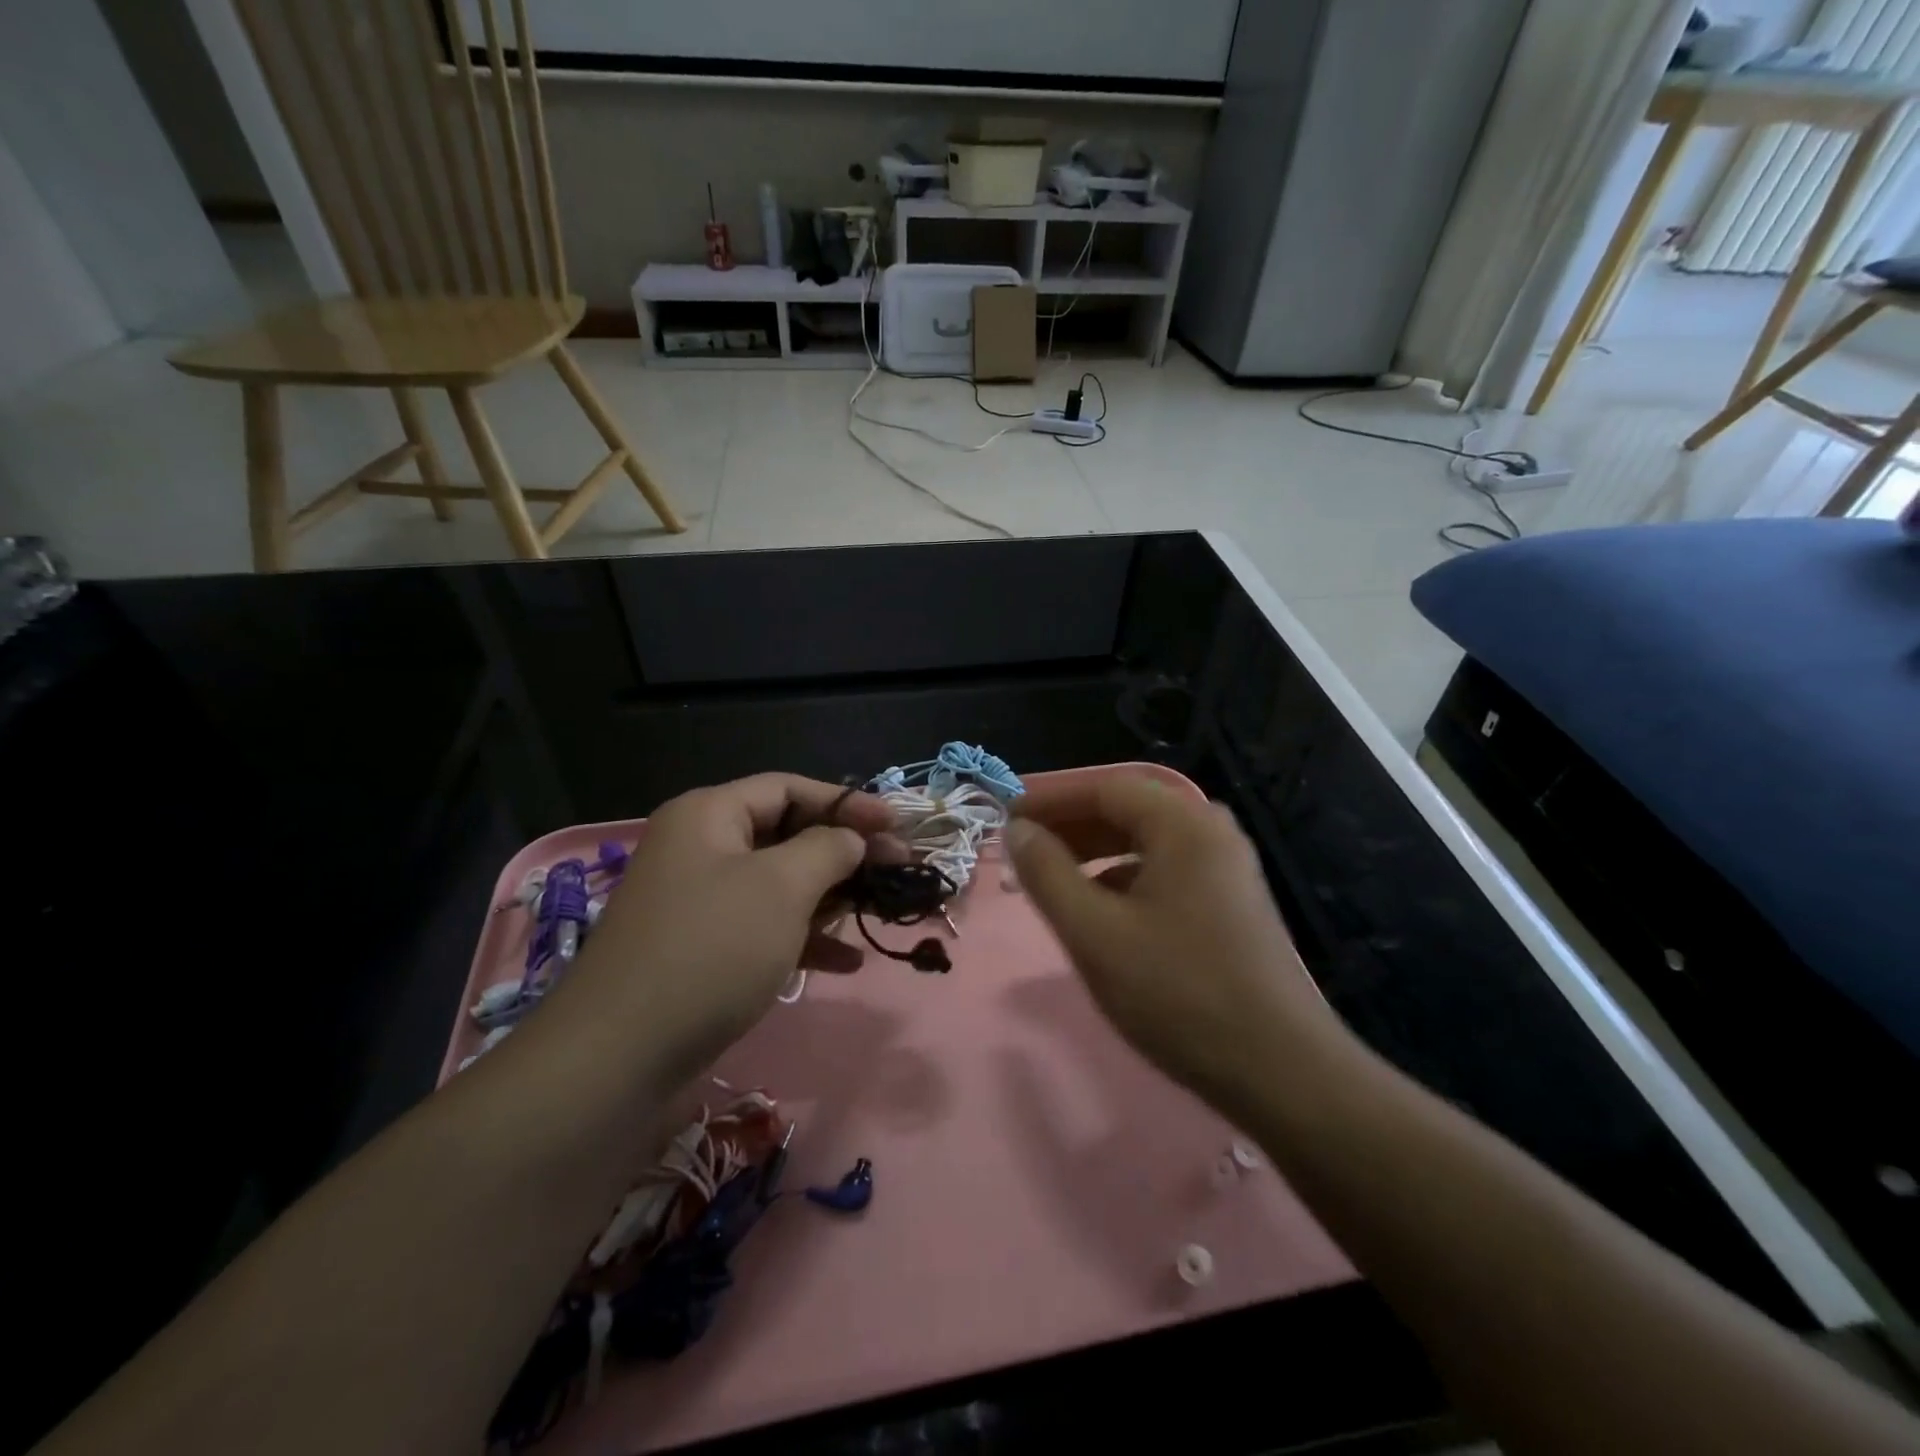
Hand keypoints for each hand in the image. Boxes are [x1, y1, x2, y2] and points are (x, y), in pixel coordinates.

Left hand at [548, 774, 896, 1089]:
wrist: (619, 1058)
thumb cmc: (710, 949)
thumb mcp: (781, 887)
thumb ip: (828, 849)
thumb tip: (852, 839)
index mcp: (709, 815)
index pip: (789, 788)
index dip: (847, 802)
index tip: (897, 825)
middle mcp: (701, 849)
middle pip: (787, 835)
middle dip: (845, 853)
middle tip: (898, 869)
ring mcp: (700, 902)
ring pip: (781, 885)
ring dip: (832, 898)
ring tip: (880, 913)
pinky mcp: (704, 950)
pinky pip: (765, 928)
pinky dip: (806, 939)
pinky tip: (848, 963)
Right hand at [1007, 773, 1338, 1117]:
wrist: (1281, 1071)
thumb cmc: (1178, 993)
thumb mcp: (1094, 933)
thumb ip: (1047, 874)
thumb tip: (1018, 830)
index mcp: (1184, 824)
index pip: (1104, 788)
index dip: (1050, 799)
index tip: (1005, 819)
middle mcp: (1211, 832)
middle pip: (1128, 810)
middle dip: (1071, 826)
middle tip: (1024, 850)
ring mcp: (1227, 869)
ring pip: (1147, 842)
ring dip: (1096, 853)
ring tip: (1053, 880)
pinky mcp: (1232, 903)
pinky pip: (1166, 870)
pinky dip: (1125, 878)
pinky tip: (1102, 911)